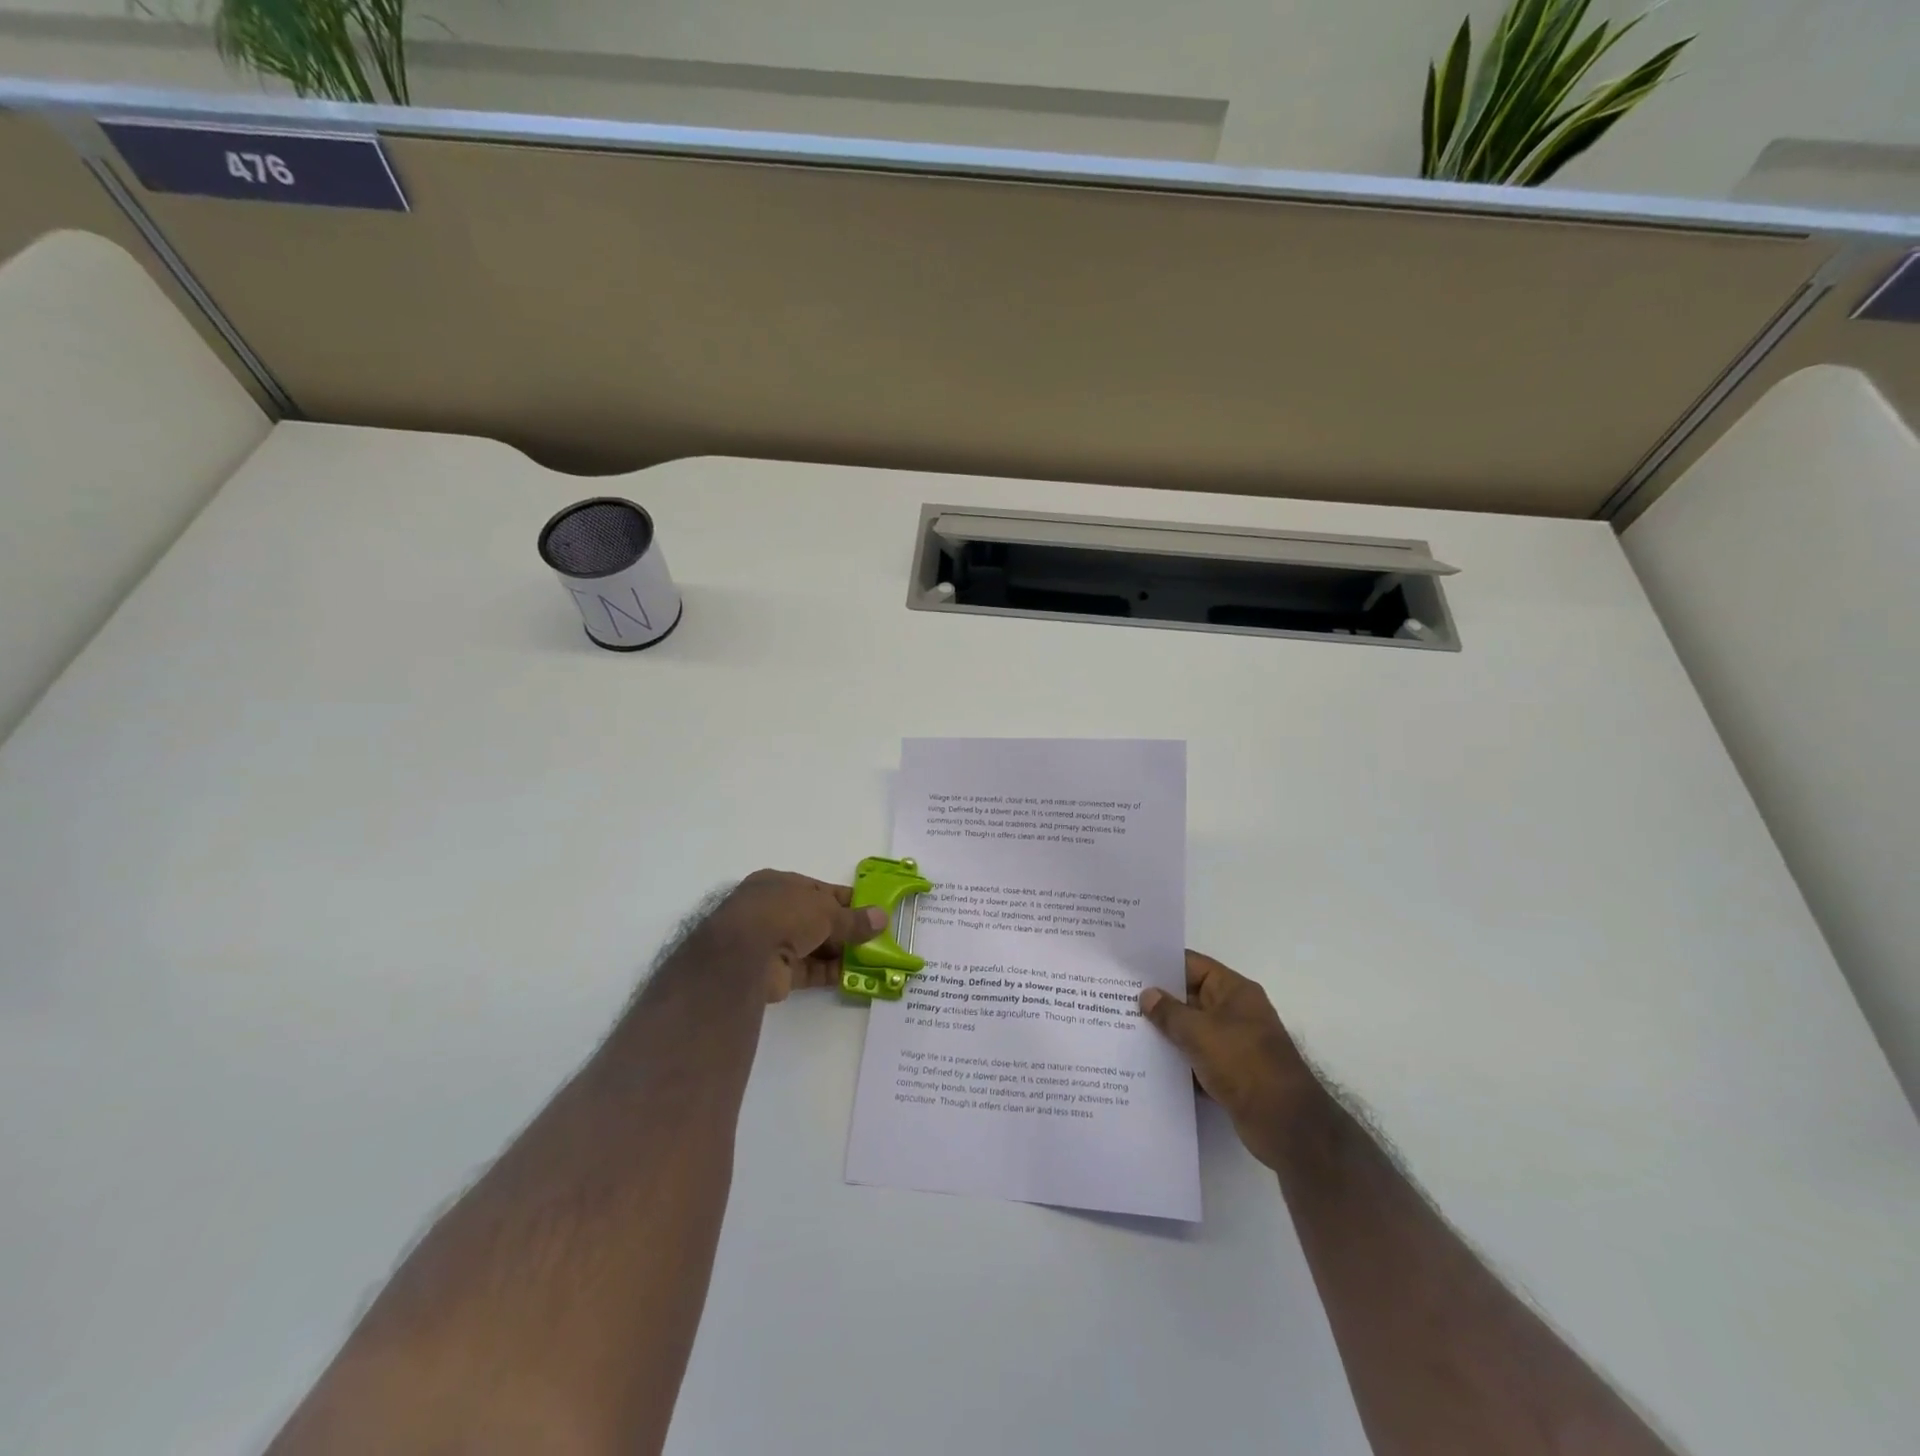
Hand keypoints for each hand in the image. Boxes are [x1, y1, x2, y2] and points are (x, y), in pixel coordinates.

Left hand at [707, 870, 888, 1002]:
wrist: (744, 955)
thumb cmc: (784, 914)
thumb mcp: (826, 910)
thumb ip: (854, 918)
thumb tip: (882, 918)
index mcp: (780, 885)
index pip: (819, 890)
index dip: (846, 900)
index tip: (871, 910)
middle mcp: (774, 911)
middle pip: (817, 920)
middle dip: (845, 929)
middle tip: (876, 937)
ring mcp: (773, 942)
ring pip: (814, 946)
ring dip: (840, 952)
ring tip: (872, 958)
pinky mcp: (775, 972)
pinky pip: (809, 970)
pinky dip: (830, 972)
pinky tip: (855, 976)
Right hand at [1139, 950, 1318, 1169]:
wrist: (1285, 1124)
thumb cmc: (1243, 1064)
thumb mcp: (1200, 1032)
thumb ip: (1169, 1012)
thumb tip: (1147, 995)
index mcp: (1234, 991)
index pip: (1192, 965)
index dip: (1162, 965)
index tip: (1129, 968)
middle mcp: (1235, 1011)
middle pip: (1190, 997)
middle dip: (1158, 1000)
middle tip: (1118, 999)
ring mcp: (1233, 1043)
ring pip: (1191, 1029)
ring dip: (1166, 1032)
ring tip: (1125, 1029)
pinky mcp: (1230, 1072)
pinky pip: (1196, 1057)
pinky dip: (1177, 1060)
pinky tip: (1147, 1063)